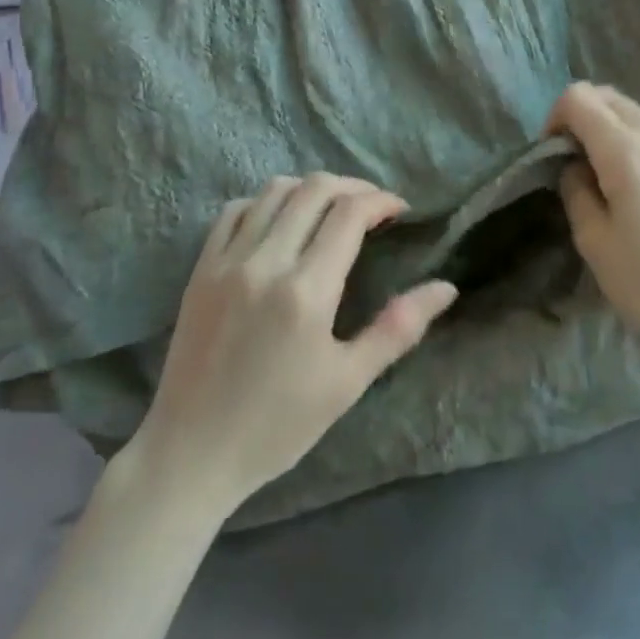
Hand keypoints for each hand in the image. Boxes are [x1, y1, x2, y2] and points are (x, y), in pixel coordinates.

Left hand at [133, 174, 457, 517]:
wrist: (193, 451)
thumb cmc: (278, 424)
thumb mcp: (348, 381)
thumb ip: (398, 328)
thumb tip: (446, 287)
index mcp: (306, 290)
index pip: (349, 214)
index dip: (381, 201)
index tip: (400, 211)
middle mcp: (265, 262)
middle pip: (314, 189)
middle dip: (353, 187)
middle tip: (373, 207)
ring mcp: (227, 261)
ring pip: (273, 191)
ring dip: (310, 189)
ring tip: (331, 209)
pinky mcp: (201, 268)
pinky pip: (235, 211)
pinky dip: (265, 202)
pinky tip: (281, 220)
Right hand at [547, 83, 639, 381]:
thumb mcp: (594, 242)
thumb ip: (576, 189)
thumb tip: (576, 166)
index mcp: (629, 150)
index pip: (579, 97)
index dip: (554, 119)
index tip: (551, 159)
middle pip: (608, 97)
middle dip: (580, 119)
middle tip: (572, 166)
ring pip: (634, 114)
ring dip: (608, 131)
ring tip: (604, 181)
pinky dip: (634, 144)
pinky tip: (637, 190)